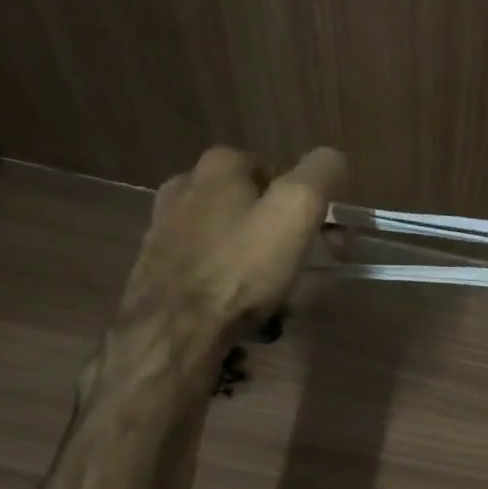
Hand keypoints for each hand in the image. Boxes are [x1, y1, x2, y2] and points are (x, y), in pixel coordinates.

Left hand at [113, 145, 346, 360]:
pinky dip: (230, 277)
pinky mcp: (155, 266)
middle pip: (253, 202)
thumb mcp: (297, 210)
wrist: (174, 331)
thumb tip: (332, 157)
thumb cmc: (242, 266)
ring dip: (257, 256)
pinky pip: (209, 263)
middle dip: (284, 230)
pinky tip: (241, 303)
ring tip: (276, 291)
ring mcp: (164, 228)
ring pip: (230, 234)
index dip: (308, 201)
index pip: (278, 170)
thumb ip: (320, 173)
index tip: (326, 236)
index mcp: (218, 167)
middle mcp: (185, 187)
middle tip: (307, 265)